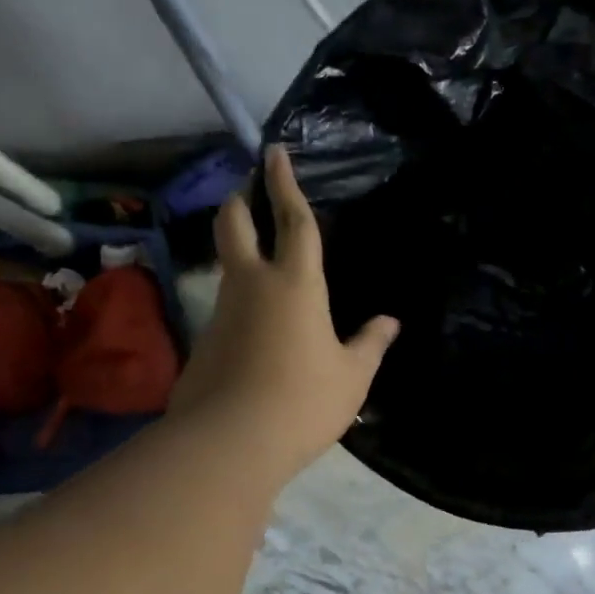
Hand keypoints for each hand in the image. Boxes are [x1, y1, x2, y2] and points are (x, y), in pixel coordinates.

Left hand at [168, 145, 398, 481]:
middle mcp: (252, 285)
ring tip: (263, 259)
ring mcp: (223, 311)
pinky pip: (226, 306)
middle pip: (234, 224)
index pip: (292, 221)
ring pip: (227, 264)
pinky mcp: (205, 341)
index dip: (285, 184)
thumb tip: (390, 322)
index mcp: (296, 284)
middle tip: (249, 189)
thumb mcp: (352, 376)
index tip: (275, 152)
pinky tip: (258, 326)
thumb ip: (371, 344)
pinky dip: (240, 300)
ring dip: (239, 249)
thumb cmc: (305, 401)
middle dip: (241, 199)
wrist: (231, 442)